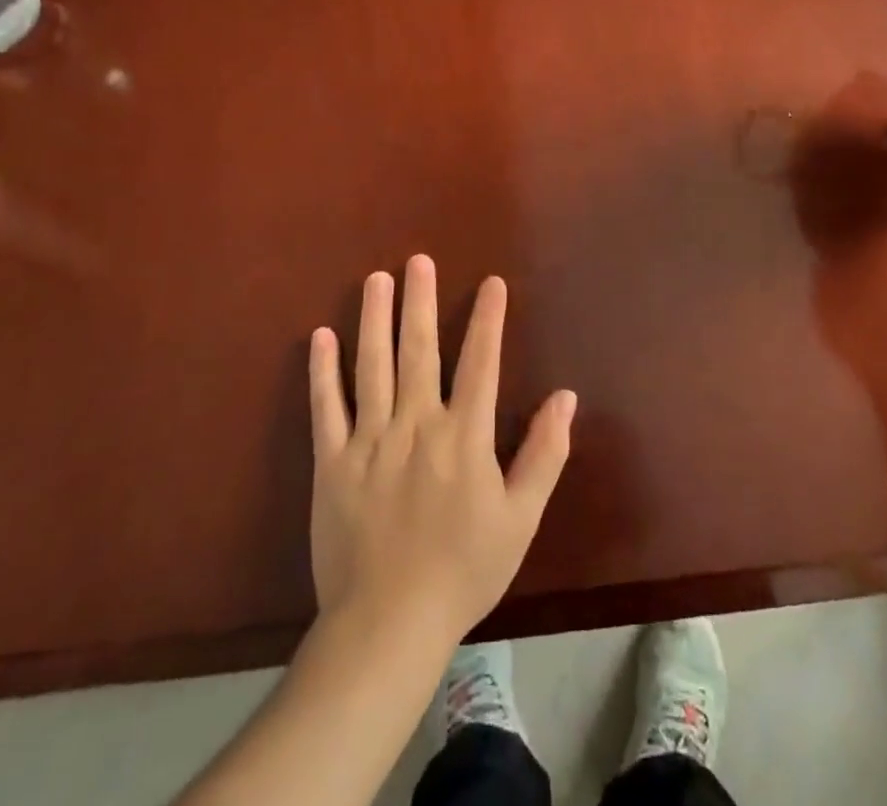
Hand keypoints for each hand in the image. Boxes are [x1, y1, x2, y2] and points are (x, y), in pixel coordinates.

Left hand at [308, 255, 576, 643]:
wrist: (388, 625)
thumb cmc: (463, 570)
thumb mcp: (521, 518)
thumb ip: (544, 453)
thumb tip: (565, 396)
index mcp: (464, 435)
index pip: (481, 362)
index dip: (489, 319)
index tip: (491, 283)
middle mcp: (416, 424)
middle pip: (420, 350)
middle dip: (421, 301)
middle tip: (417, 260)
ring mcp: (369, 440)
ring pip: (372, 366)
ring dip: (374, 319)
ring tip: (375, 279)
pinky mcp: (332, 462)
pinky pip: (326, 407)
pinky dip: (323, 371)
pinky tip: (321, 336)